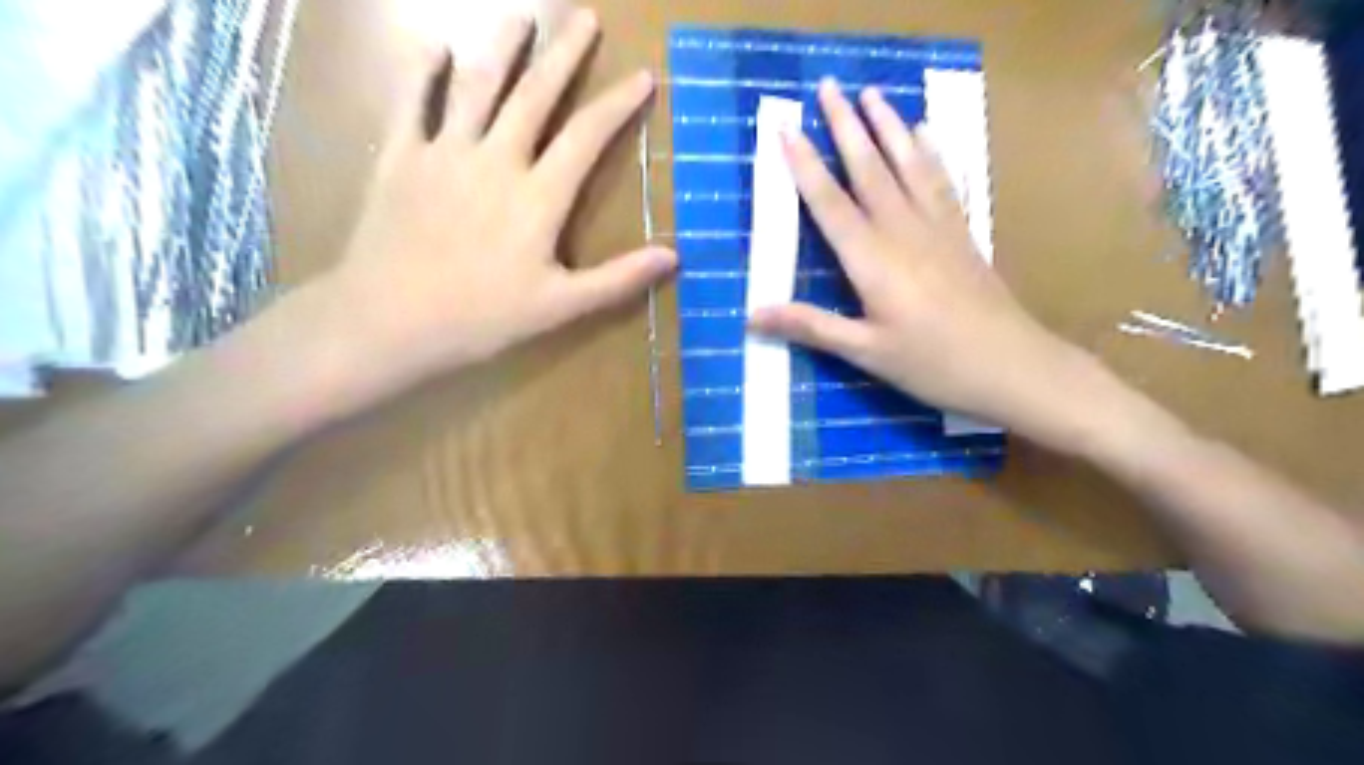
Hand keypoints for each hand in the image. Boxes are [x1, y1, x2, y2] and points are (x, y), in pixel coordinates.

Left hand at [327, 8, 674, 394]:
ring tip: (521, 18)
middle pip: (535, 96)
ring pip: (477, 87)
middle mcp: (495, 160)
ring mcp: (444, 154)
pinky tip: (435, 48)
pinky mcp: (400, 159)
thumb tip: (673, 256)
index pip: (586, 137)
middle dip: (564, 55)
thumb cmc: (482, 318)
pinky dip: (424, 73)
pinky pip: (413, 104)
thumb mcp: (561, 307)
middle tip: (585, 17)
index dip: (617, 105)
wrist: (389, 320)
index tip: (642, 75)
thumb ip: (618, 279)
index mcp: (537, 197)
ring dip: (503, 49)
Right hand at [751, 76, 1083, 435]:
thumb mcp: (866, 352)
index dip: (805, 167)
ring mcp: (937, 228)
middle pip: (869, 170)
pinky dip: (931, 153)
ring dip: (888, 126)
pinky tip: (926, 134)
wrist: (1012, 366)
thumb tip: (752, 316)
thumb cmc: (932, 364)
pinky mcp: (962, 234)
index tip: (787, 130)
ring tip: (872, 93)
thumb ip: (811, 327)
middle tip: (827, 86)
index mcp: (872, 260)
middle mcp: (903, 231)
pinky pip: (942, 182)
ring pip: (908, 165)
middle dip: (845, 126)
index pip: (830, 204)